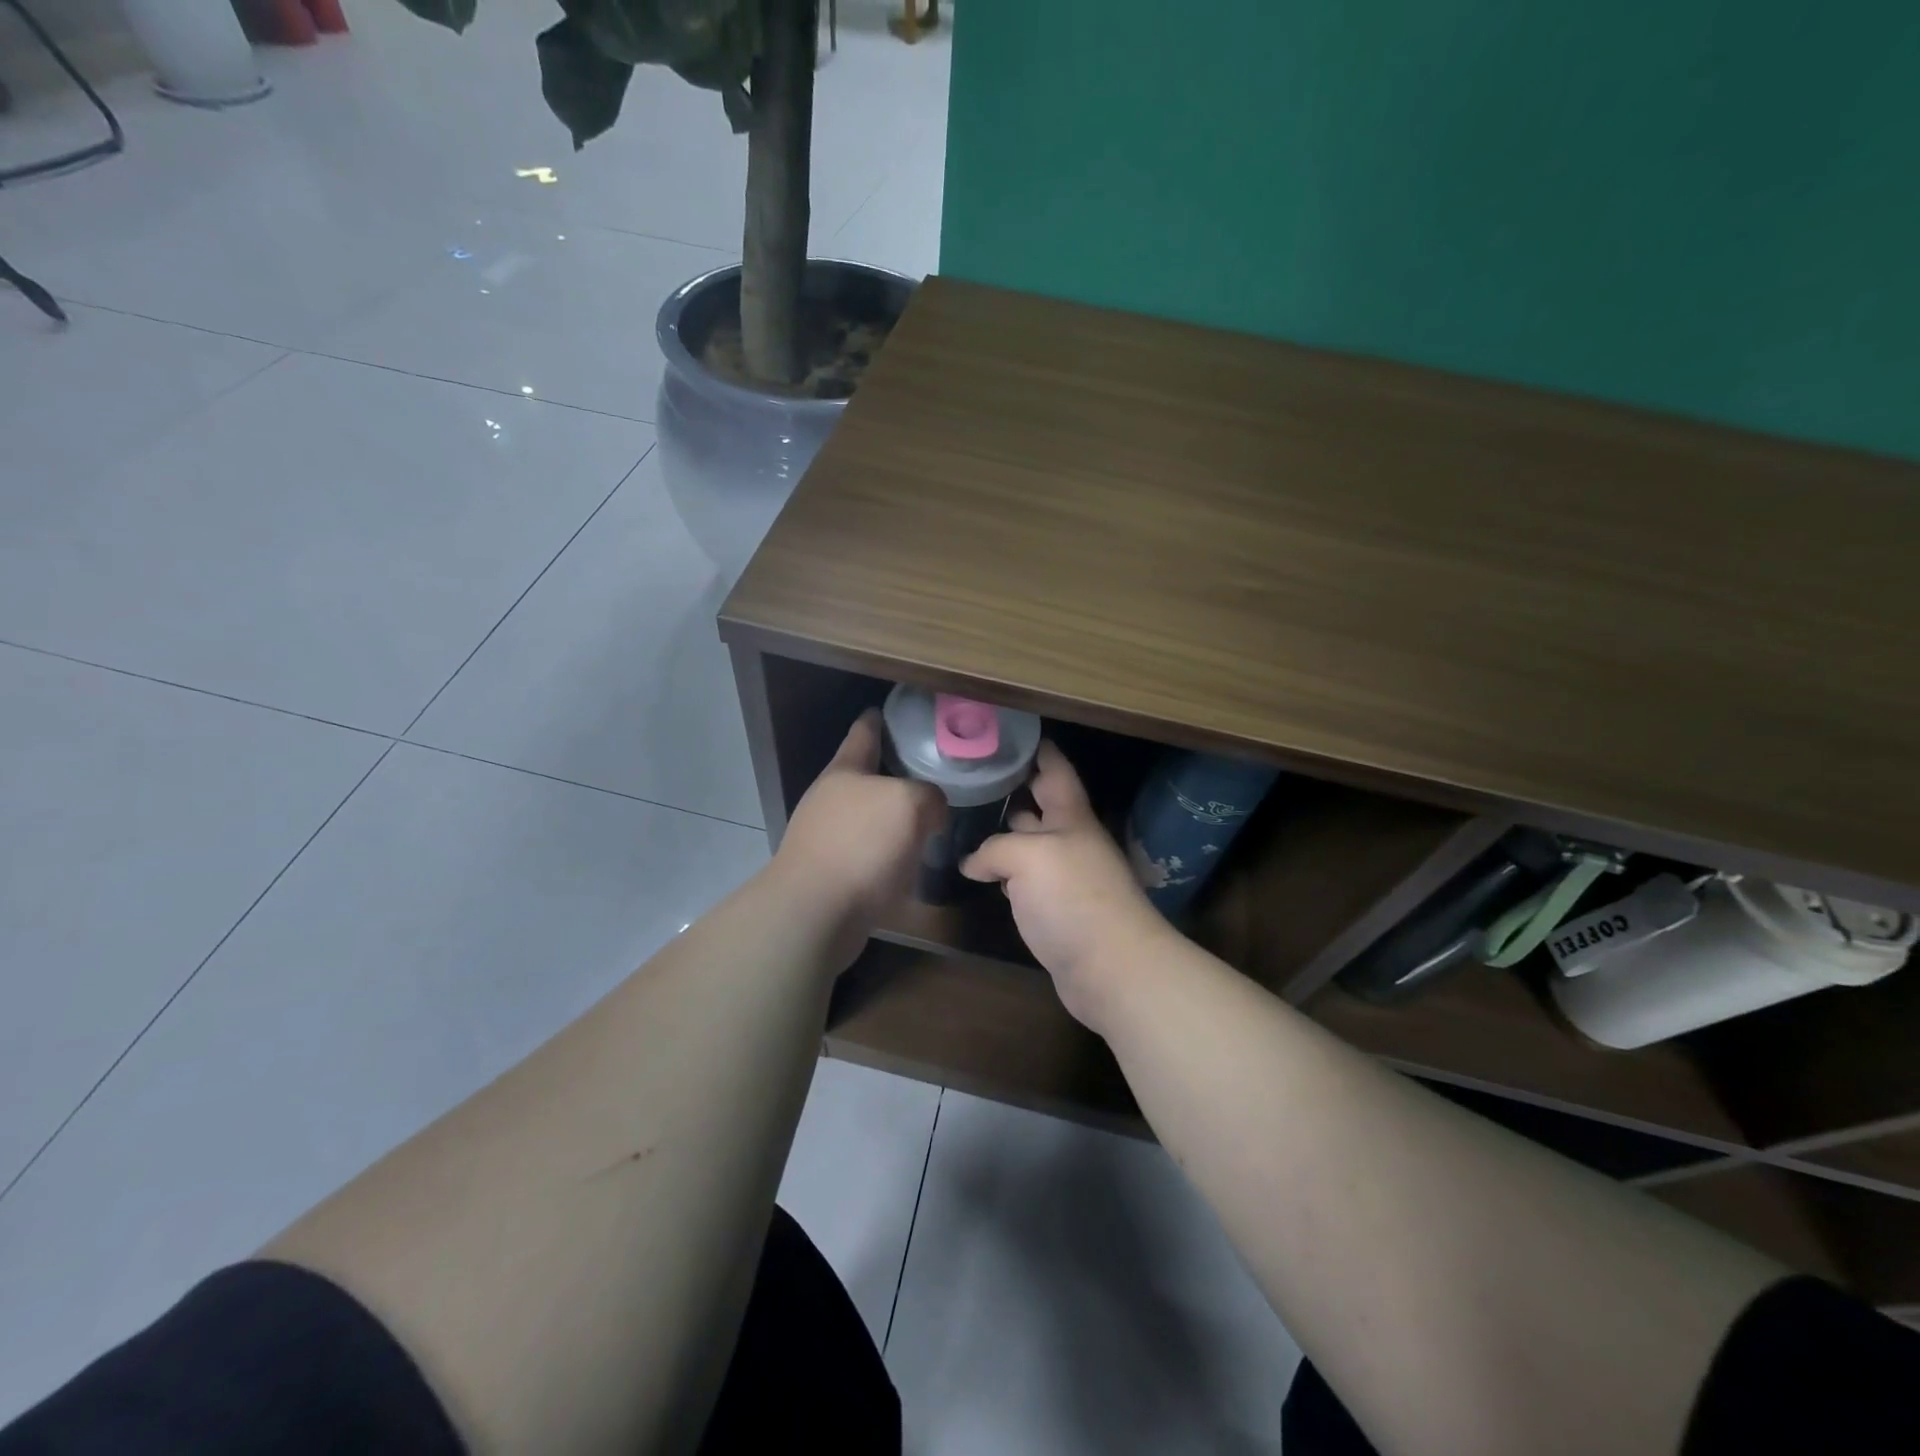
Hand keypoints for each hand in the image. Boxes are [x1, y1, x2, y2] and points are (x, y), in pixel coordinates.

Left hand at [771, 709, 944, 967]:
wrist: (816, 912)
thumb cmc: (861, 844)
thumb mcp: (910, 803)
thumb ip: (928, 795)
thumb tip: (931, 811)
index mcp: (845, 770)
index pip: (864, 732)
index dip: (880, 719)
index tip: (894, 711)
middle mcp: (831, 798)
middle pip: (867, 776)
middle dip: (896, 773)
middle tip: (933, 772)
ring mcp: (827, 836)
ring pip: (870, 816)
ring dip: (895, 817)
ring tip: (930, 818)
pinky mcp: (832, 873)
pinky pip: (869, 852)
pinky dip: (889, 852)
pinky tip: (912, 861)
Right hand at [960, 741, 1175, 1032]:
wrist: (1112, 968)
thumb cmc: (1074, 898)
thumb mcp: (1028, 857)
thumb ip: (995, 849)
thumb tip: (972, 863)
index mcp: (1072, 817)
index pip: (1055, 769)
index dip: (1037, 749)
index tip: (1011, 732)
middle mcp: (1071, 842)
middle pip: (1042, 806)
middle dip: (1014, 790)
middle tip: (975, 778)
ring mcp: (1066, 878)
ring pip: (1031, 845)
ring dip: (1006, 835)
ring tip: (969, 822)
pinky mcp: (1057, 912)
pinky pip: (1027, 882)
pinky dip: (1006, 874)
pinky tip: (983, 874)